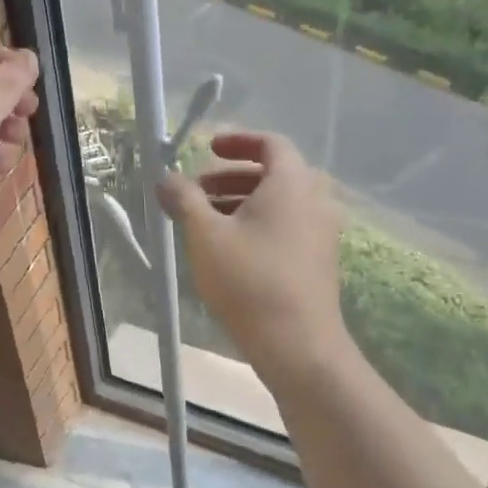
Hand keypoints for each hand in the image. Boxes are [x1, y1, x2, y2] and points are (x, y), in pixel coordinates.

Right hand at [157, 131, 344, 374]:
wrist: (299, 346)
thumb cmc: (249, 280)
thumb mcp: (205, 234)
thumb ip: (183, 198)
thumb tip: (166, 178)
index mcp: (292, 183)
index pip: (271, 143)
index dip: (238, 140)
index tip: (208, 149)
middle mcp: (314, 200)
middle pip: (273, 173)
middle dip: (232, 176)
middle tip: (198, 189)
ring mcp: (321, 232)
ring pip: (279, 203)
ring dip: (241, 201)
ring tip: (204, 220)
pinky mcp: (318, 261)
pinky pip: (287, 226)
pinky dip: (258, 223)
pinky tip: (228, 249)